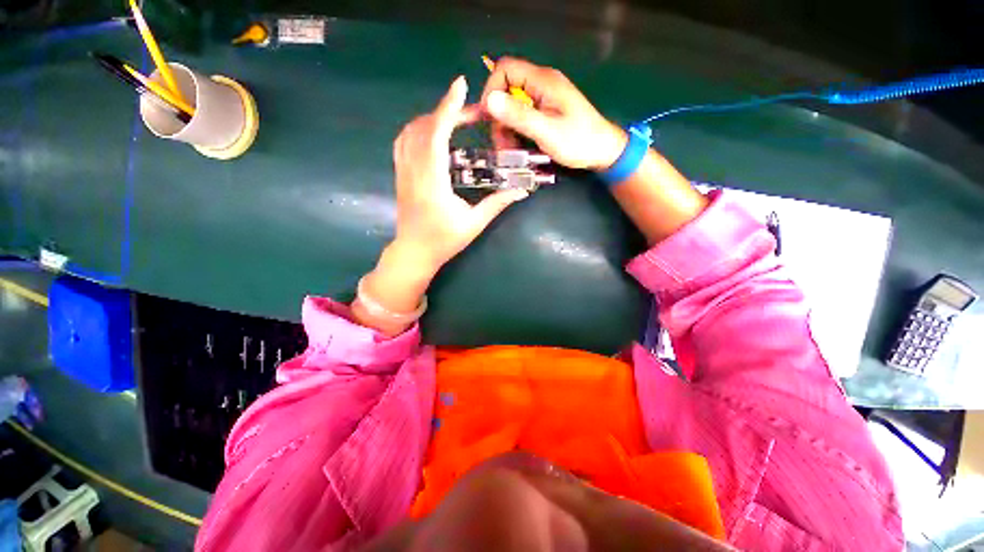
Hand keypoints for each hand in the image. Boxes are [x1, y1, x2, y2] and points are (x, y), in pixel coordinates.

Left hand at [391, 75, 529, 273]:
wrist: (414, 252)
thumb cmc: (444, 241)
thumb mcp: (474, 224)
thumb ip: (496, 204)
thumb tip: (521, 190)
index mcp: (432, 183)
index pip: (436, 135)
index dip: (448, 107)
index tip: (461, 85)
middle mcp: (413, 171)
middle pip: (424, 127)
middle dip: (447, 111)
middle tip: (472, 112)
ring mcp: (402, 172)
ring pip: (410, 131)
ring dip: (432, 118)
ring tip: (455, 119)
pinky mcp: (399, 174)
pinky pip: (403, 142)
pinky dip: (418, 128)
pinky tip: (433, 132)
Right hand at [480, 58, 626, 170]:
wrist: (602, 151)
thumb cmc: (578, 141)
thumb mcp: (546, 131)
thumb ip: (519, 116)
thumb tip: (489, 100)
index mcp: (543, 81)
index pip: (505, 70)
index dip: (492, 91)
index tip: (487, 118)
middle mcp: (541, 85)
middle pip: (506, 92)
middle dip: (499, 119)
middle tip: (501, 145)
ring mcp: (543, 99)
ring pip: (512, 108)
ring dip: (507, 131)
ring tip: (511, 152)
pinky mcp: (545, 112)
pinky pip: (522, 118)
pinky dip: (516, 133)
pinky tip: (519, 148)